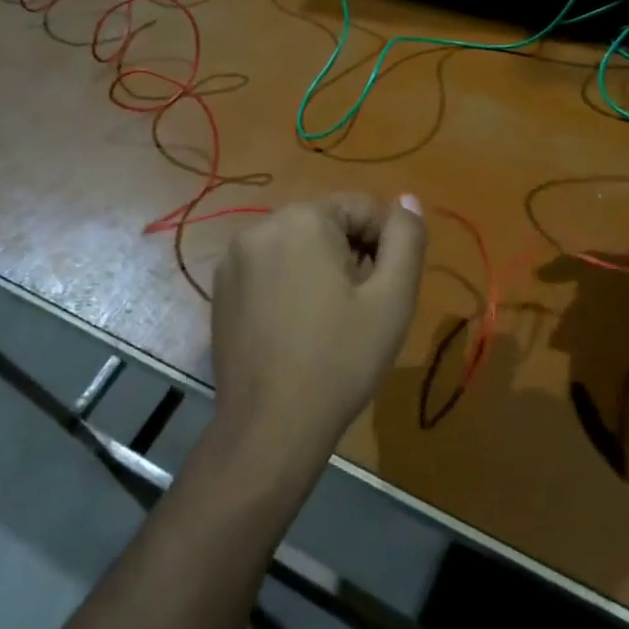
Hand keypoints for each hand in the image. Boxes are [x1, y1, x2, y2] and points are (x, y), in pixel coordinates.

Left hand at [210, 194, 427, 463]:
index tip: (385, 289)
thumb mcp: (392, 298)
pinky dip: (290, 283)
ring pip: (297, 245)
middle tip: (360, 307)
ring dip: (321, 268)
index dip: (385, 244)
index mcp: (302, 219)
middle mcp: (261, 226)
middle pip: (327, 223)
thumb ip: (406, 240)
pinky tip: (297, 327)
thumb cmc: (340, 359)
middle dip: (351, 254)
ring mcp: (234, 259)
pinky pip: (269, 267)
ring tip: (330, 318)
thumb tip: (407, 200)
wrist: (270, 428)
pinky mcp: (221, 289)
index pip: (362, 207)